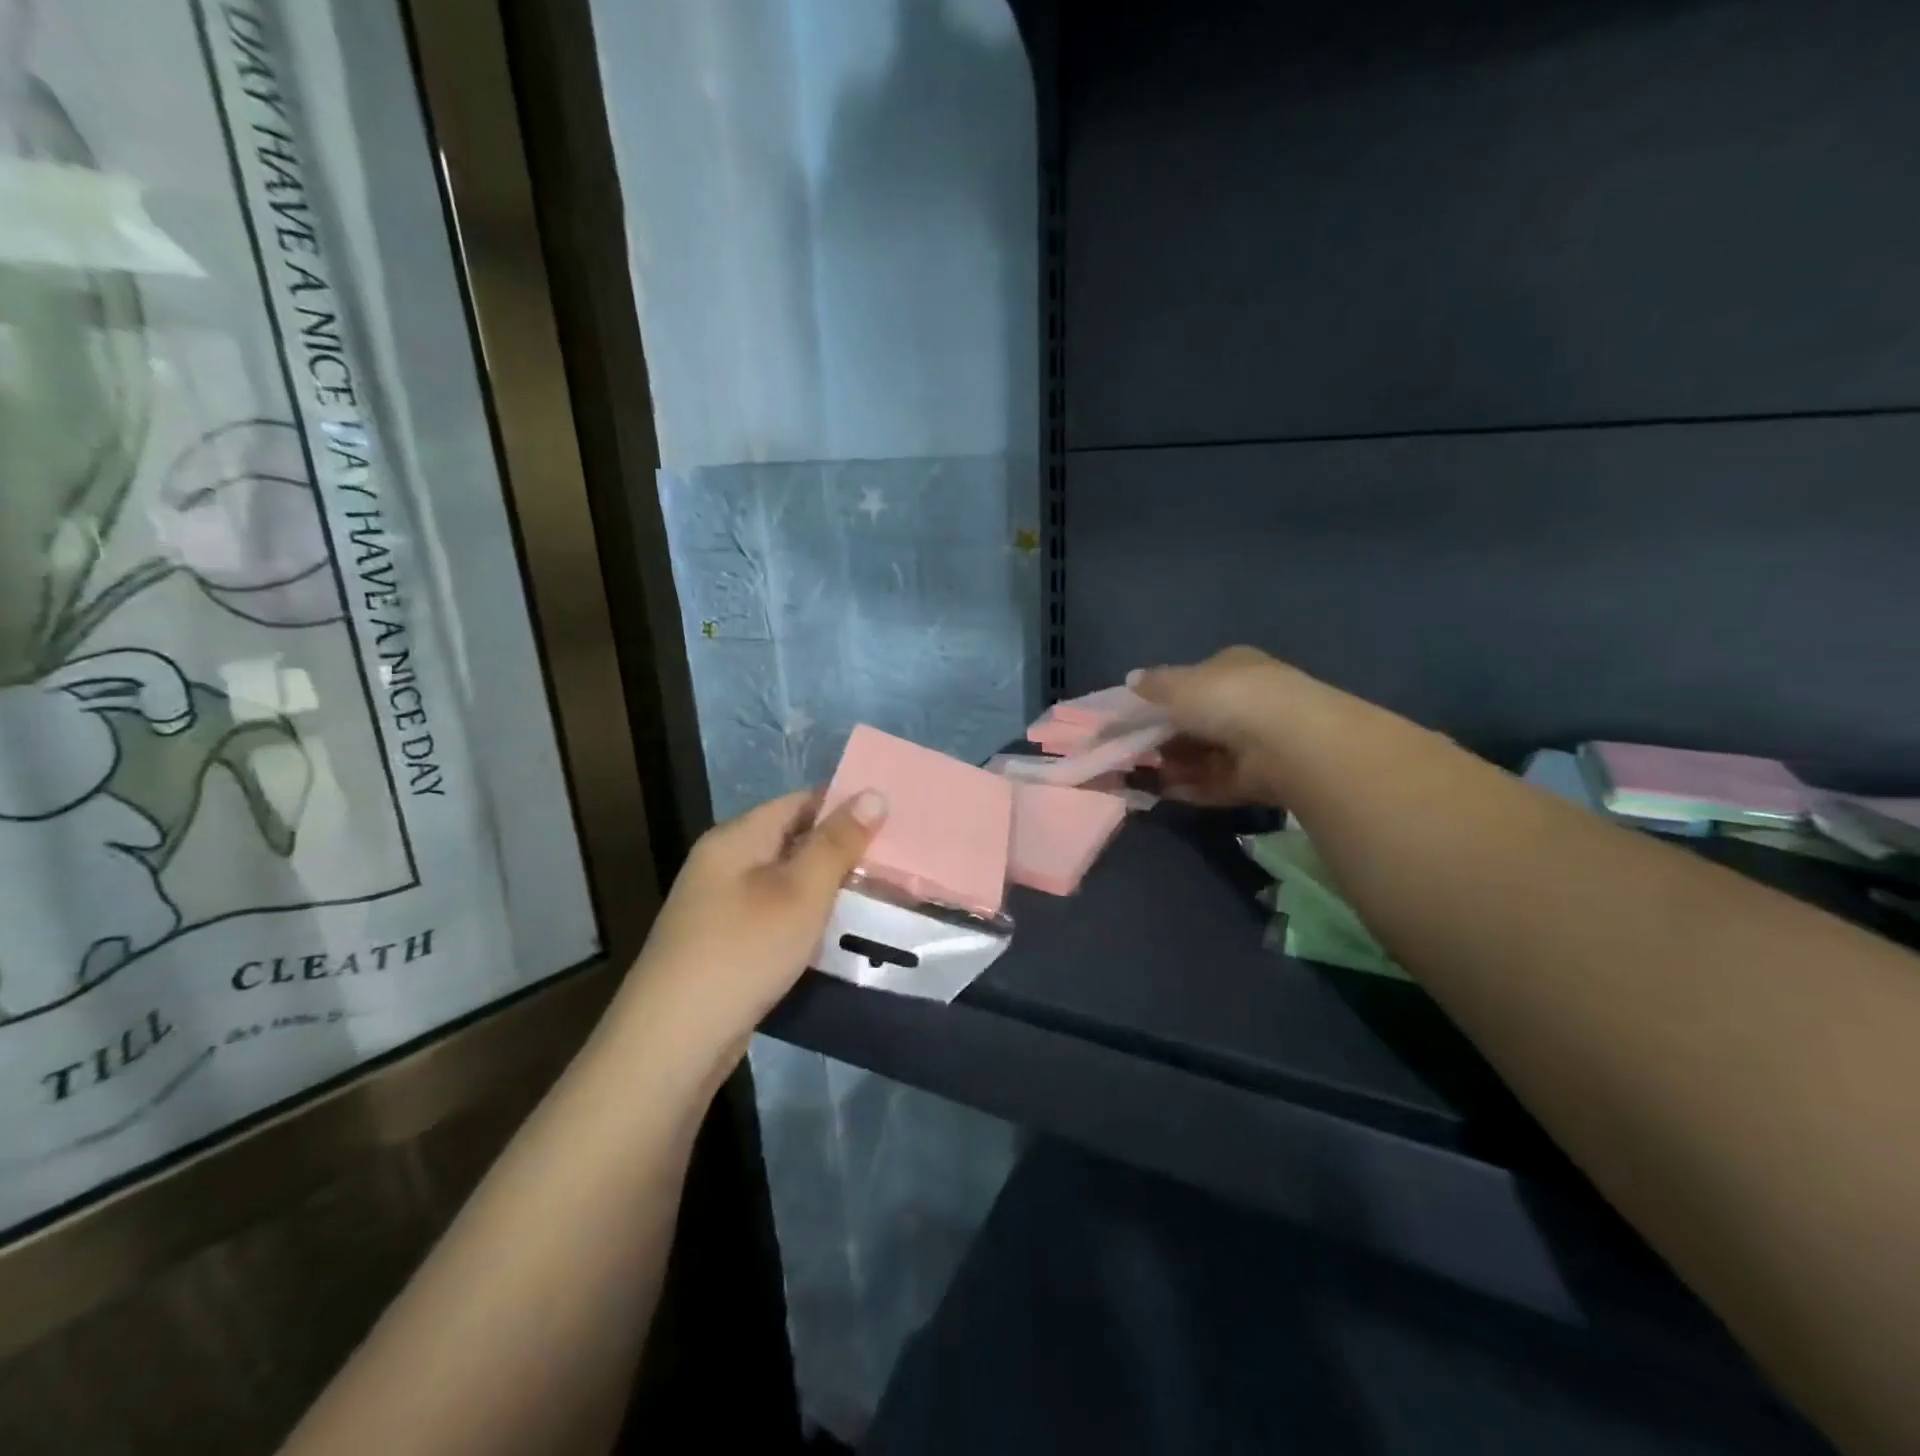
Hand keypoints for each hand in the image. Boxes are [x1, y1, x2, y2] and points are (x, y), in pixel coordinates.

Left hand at [613, 788, 887, 1077]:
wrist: (673, 1041)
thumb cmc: (743, 950)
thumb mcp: (801, 892)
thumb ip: (837, 842)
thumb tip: (873, 793)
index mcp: (737, 838)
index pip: (800, 802)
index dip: (846, 807)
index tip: (892, 822)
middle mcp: (724, 863)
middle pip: (793, 840)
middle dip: (842, 851)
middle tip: (894, 865)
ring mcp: (720, 906)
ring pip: (786, 882)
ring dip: (827, 889)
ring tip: (877, 898)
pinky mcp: (724, 944)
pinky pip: (775, 915)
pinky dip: (806, 919)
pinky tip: (835, 936)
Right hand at [1130, 646, 1317, 805]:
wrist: (1287, 743)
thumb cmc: (1228, 699)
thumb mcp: (1180, 684)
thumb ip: (1154, 685)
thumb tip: (1131, 680)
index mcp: (1233, 668)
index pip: (1195, 681)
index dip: (1164, 699)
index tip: (1136, 718)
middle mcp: (1248, 702)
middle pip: (1198, 723)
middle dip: (1165, 739)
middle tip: (1134, 751)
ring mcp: (1257, 743)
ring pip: (1205, 756)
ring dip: (1174, 766)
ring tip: (1142, 776)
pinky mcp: (1260, 780)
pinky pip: (1218, 783)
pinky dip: (1191, 789)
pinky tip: (1163, 794)